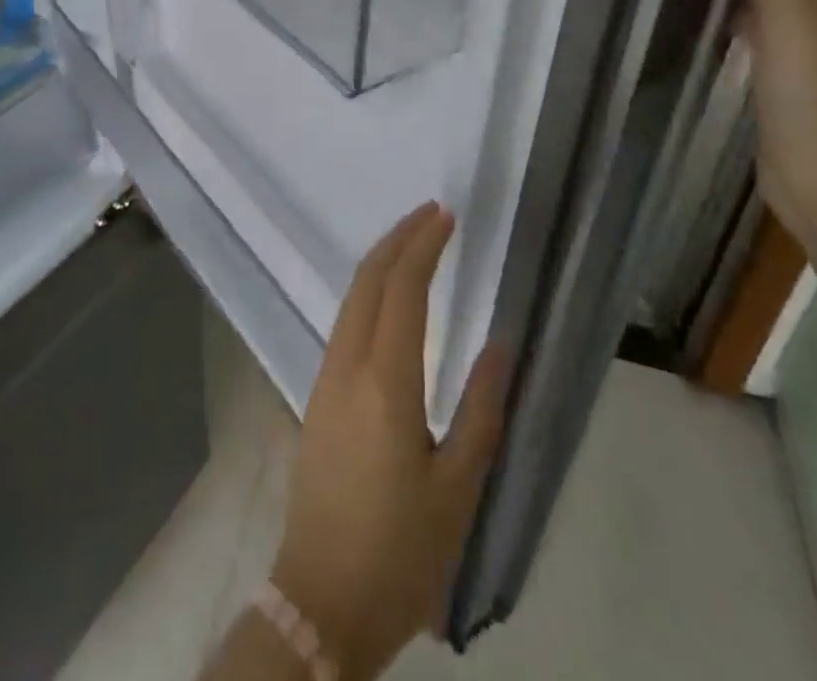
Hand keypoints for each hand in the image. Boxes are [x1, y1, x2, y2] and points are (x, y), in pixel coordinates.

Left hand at [269, 204, 510, 679]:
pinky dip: (369, 292)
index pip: (402, 290)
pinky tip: (389, 299)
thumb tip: (500, 345)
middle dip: (398, 238)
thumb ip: (482, 411)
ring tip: (415, 243)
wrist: (321, 601)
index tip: (445, 217)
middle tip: (431, 215)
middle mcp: (346, 365)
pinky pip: (344, 322)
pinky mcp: (316, 396)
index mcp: (384, 382)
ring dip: (382, 262)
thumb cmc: (400, 551)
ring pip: (351, 298)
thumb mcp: (458, 489)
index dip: (423, 246)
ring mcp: (324, 378)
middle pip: (368, 280)